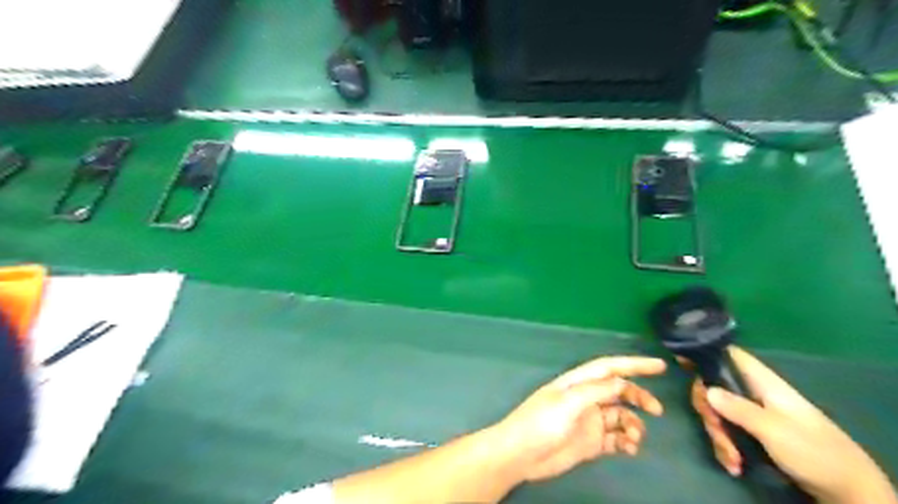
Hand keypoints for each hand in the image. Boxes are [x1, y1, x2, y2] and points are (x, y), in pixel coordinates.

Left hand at [491, 356, 665, 482]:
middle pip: (619, 391)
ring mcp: (589, 421)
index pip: (609, 367)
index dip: (634, 365)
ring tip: (634, 437)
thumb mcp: (568, 402)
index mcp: (578, 383)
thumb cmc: (540, 422)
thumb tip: (622, 383)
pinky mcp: (591, 443)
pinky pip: (616, 439)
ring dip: (633, 425)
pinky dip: (627, 442)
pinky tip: (630, 449)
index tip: (659, 366)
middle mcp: (586, 398)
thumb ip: (596, 391)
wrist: (521, 455)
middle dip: (639, 397)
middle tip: (656, 410)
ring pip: (621, 417)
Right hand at [688, 346, 893, 503]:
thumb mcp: (774, 431)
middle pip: (715, 387)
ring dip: (719, 436)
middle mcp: (754, 394)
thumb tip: (705, 389)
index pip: (730, 355)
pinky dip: (726, 447)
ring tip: (732, 460)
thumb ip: (739, 409)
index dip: (704, 353)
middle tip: (716, 432)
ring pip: (719, 412)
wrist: (847, 490)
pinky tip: (733, 464)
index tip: (680, 361)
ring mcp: (753, 413)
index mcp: (763, 383)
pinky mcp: (754, 432)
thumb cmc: (814, 452)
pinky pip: (728, 431)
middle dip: (710, 412)